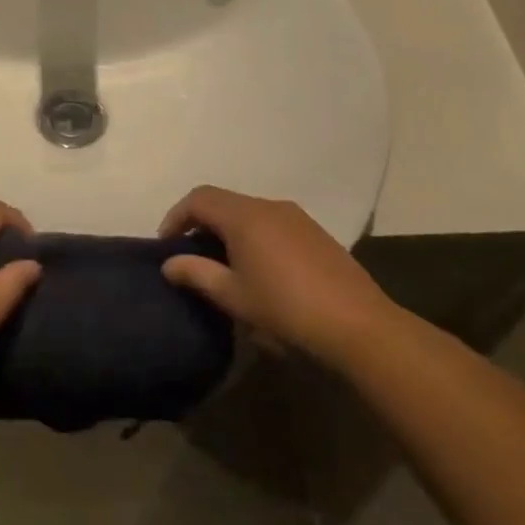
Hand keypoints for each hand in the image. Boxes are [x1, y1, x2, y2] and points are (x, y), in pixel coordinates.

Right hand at [158, 186, 399, 362]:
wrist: (358, 326)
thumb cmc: (285, 309)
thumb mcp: (233, 296)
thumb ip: (196, 274)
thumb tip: (169, 263)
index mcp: (244, 216)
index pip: (198, 199)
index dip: (176, 217)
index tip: (166, 245)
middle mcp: (269, 206)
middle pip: (224, 201)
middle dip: (200, 222)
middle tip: (190, 254)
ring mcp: (296, 217)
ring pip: (249, 211)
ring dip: (228, 229)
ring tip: (222, 262)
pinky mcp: (315, 232)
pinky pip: (271, 222)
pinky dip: (253, 234)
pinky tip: (258, 267)